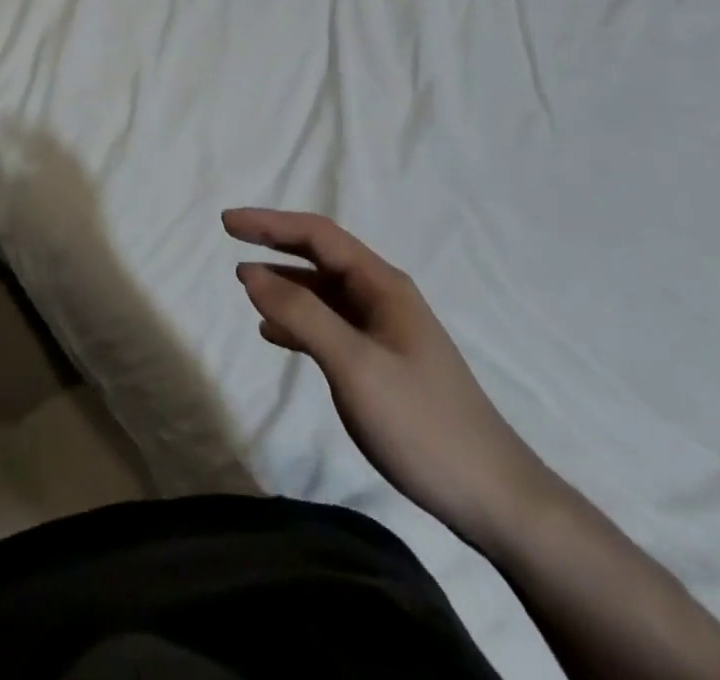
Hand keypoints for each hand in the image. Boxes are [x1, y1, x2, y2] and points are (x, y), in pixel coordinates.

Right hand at [223, 208, 552, 554]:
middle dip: (275, 244)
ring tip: (246, 285)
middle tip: (231, 239)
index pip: (318, 235)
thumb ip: (302, 314)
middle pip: (321, 256)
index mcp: (382, 285)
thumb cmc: (422, 423)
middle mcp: (382, 297)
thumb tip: (251, 272)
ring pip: (324, 293)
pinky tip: (274, 334)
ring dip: (285, 284)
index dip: (271, 223)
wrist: (492, 497)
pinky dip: (299, 323)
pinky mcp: (382, 364)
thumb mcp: (355, 365)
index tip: (228, 222)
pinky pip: (331, 327)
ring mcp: (384, 331)